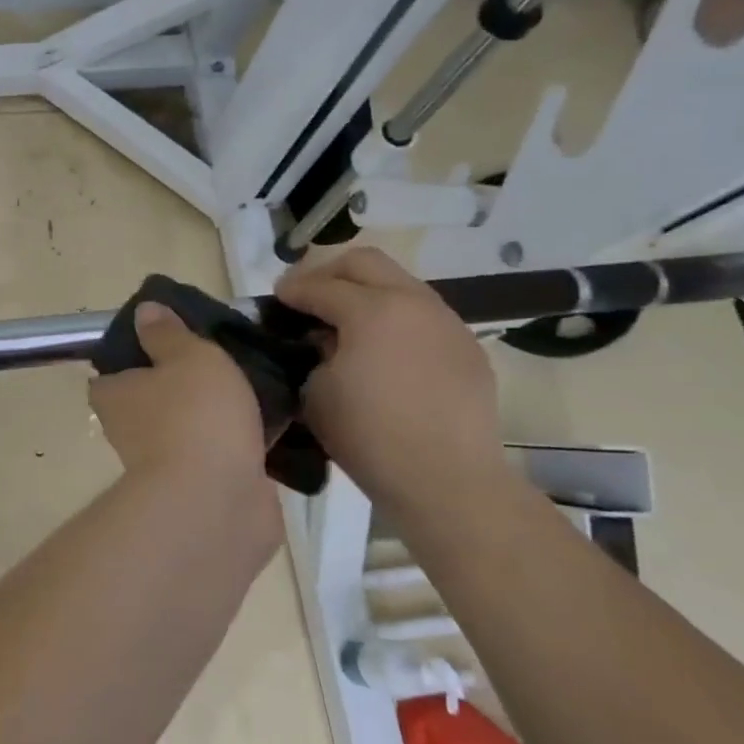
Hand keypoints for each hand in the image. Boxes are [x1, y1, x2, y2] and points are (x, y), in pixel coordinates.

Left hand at [88, 303, 271, 500]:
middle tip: (224, 358)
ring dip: (216, 415)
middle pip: (154, 399)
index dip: (136, 356)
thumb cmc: (195, 415)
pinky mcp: (204, 489)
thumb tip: (144, 311)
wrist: (217, 502)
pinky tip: (276, 423)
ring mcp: (168, 464)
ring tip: (259, 384)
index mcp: (115, 396)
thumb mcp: (186, 356)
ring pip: (192, 427)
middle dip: (184, 384)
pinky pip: (223, 454)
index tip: (168, 342)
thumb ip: (168, 334)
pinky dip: (242, 443)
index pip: (112, 373)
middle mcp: (131, 431)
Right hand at [274, 247, 508, 516]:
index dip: (291, 289)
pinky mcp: (467, 348)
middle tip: (308, 295)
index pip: (319, 286)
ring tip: (346, 323)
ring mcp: (447, 322)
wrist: (446, 480)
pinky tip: (384, 352)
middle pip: (365, 262)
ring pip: (400, 284)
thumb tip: (323, 340)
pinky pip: (423, 317)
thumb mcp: (316, 392)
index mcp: (372, 310)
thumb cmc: (368, 437)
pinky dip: (395, 320)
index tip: (275, 298)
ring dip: (366, 293)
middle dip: (329, 272)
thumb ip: (313, 353)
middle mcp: (414, 302)